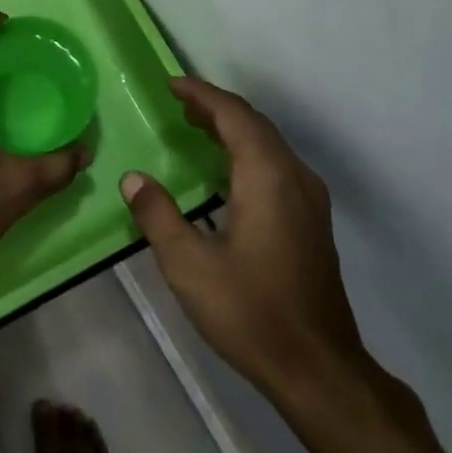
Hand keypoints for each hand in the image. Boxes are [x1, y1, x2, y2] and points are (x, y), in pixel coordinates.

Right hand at [121, 78, 373, 414]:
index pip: (234, 115)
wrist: (318, 368)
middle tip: (177, 104)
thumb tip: (133, 179)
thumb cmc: (250, 312)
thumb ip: (158, 215)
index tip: (170, 84)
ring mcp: (309, 199)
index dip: (201, 94)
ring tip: (195, 128)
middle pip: (254, 124)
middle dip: (215, 108)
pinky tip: (224, 173)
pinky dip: (247, 152)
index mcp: (266, 177)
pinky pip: (276, 166)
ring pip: (269, 145)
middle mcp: (294, 177)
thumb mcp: (189, 265)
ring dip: (233, 129)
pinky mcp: (312, 221)